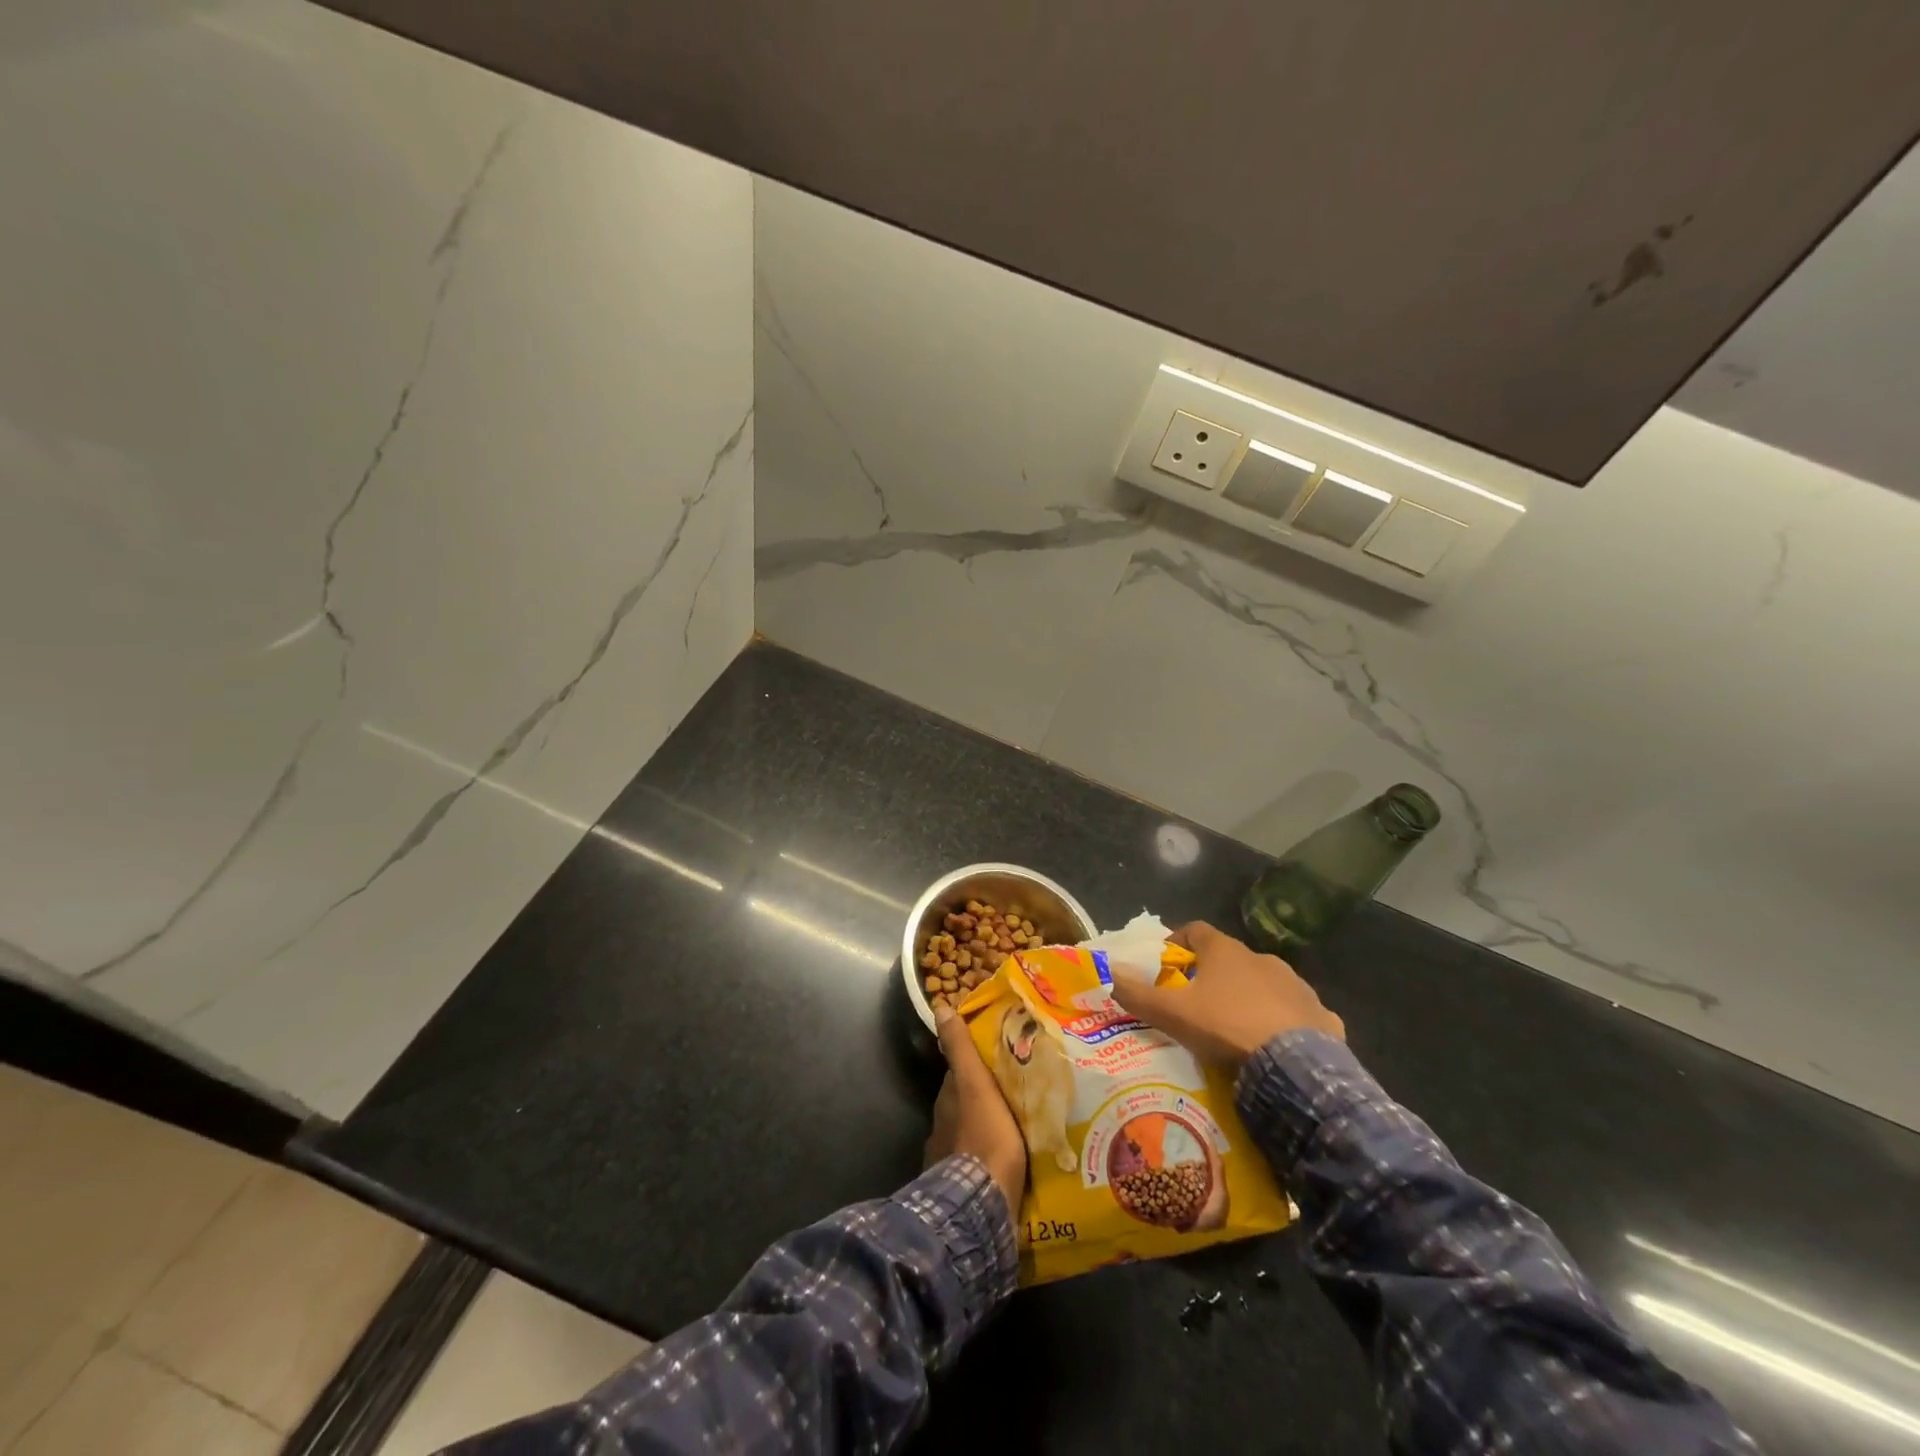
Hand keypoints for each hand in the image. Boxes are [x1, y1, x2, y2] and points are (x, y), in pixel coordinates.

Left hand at [925, 1003, 1026, 1216]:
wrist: (980, 1206)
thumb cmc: (984, 1136)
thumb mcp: (975, 1084)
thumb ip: (960, 1048)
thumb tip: (940, 1007)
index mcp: (948, 1100)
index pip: (961, 1072)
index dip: (977, 1063)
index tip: (1000, 1057)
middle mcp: (944, 1126)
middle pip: (966, 1103)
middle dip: (984, 1097)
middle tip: (1016, 1090)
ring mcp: (950, 1159)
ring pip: (972, 1132)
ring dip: (989, 1127)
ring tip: (1020, 1125)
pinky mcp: (963, 1189)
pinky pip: (978, 1164)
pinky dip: (989, 1157)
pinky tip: (1010, 1160)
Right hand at [1111, 920, 1343, 1068]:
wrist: (1296, 1068)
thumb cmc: (1227, 1028)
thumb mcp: (1172, 1013)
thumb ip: (1137, 993)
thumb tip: (1108, 973)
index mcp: (1226, 952)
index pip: (1195, 930)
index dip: (1177, 943)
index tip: (1167, 964)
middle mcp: (1263, 959)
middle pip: (1231, 959)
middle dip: (1214, 976)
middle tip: (1199, 1003)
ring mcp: (1298, 986)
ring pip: (1266, 984)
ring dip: (1251, 998)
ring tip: (1238, 1028)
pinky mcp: (1323, 1016)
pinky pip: (1298, 1013)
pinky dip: (1285, 1023)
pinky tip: (1277, 1047)